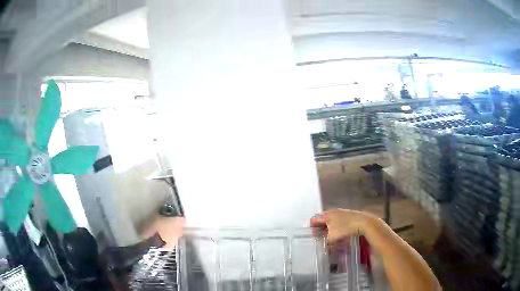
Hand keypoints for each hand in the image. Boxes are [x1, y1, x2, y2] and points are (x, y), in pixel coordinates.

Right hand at [311, 209, 377, 243]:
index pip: (314, 219)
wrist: (364, 222)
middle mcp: (333, 211)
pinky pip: (339, 221)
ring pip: (331, 220)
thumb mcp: (333, 237)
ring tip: (330, 236)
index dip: (312, 227)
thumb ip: (326, 241)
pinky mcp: (349, 215)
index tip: (312, 235)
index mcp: (327, 215)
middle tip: (320, 236)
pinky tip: (340, 233)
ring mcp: (342, 212)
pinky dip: (336, 227)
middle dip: (320, 228)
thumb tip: (325, 245)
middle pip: (323, 219)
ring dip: (329, 228)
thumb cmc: (346, 228)